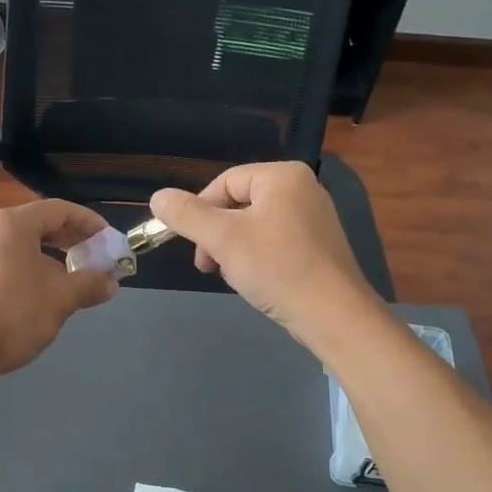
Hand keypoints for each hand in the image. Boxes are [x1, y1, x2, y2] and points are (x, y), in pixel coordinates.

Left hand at [0, 199, 118, 379]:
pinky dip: (34, 271)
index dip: (90, 222)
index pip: (60, 210)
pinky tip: (47, 295)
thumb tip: (111, 283)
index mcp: (14, 224)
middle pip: (41, 225)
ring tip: (76, 280)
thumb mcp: (62, 298)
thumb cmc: (15, 314)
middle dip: (73, 241)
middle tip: (97, 258)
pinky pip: (10, 263)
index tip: (110, 240)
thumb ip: (90, 284)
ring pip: (26, 247)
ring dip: (55, 259)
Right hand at [150, 162, 381, 344]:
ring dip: (233, 250)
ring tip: (234, 276)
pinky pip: (274, 242)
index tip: (191, 245)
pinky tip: (256, 282)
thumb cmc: (277, 269)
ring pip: (253, 226)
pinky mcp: (318, 246)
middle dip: (216, 235)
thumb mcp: (223, 239)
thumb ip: (186, 215)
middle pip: (238, 204)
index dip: (199, 211)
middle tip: (208, 265)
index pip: (224, 182)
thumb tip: (158, 198)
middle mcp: (302, 189)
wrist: (333, 316)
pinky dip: (256, 259)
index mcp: (283, 176)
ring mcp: (313, 218)